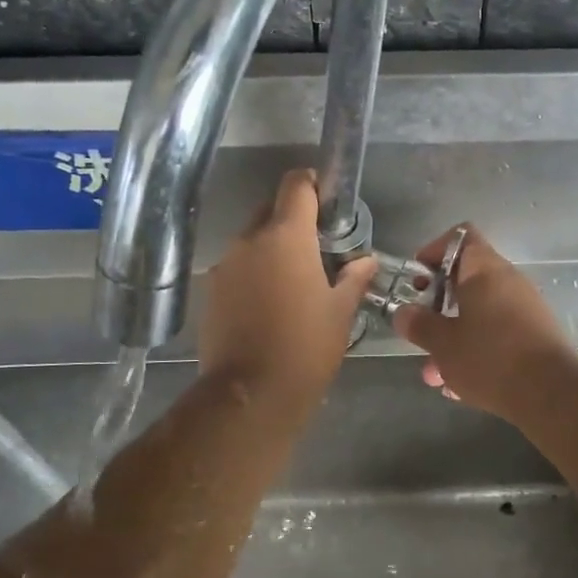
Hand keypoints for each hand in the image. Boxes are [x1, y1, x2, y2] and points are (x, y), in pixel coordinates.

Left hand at [200, 170, 375, 407]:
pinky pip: (237, 268)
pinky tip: (269, 304)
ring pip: (252, 241)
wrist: (251, 394)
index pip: (296, 185)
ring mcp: (224, 266)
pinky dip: (254, 274)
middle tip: (317, 248)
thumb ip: (353, 278)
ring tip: (293, 281)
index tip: (328, 200)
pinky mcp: (211, 291)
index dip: (313, 184)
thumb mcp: (340, 311)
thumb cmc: (306, 346)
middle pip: (271, 210)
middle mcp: (249, 240)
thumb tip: (366, 260)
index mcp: (286, 236)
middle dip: (293, 220)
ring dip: (272, 249)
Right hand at [391, 226, 577, 420]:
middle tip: (420, 332)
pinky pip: (497, 336)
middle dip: (438, 309)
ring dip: (454, 340)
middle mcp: (508, 281)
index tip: (416, 281)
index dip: (433, 252)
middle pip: (466, 281)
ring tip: (435, 376)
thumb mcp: (442, 343)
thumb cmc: (490, 357)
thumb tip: (404, 313)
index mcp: (484, 270)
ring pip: (479, 315)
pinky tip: (461, 387)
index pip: (460, 237)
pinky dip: (476, 353)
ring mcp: (525, 309)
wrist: (552, 394)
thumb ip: (419, 325)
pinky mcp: (535, 337)